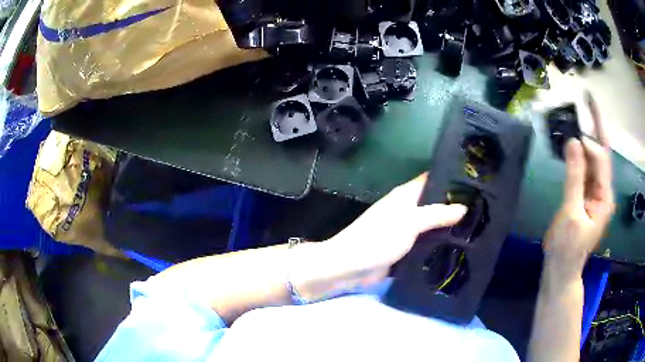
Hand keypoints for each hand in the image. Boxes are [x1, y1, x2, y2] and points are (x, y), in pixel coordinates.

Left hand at [326, 173, 466, 282]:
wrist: (350, 267)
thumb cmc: (377, 239)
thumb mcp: (410, 222)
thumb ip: (437, 214)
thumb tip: (464, 207)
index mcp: (406, 195)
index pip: (433, 179)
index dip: (453, 179)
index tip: (477, 183)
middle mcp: (408, 209)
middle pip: (436, 204)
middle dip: (456, 207)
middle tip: (484, 210)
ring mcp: (408, 230)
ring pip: (434, 226)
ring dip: (450, 228)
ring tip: (479, 229)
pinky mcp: (407, 249)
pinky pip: (428, 244)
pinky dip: (441, 245)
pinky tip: (462, 248)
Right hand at [544, 96, 614, 277]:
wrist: (561, 268)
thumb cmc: (567, 247)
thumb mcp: (570, 214)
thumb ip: (574, 178)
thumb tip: (573, 143)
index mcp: (604, 197)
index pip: (601, 160)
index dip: (590, 143)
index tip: (574, 133)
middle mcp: (603, 191)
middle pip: (601, 153)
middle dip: (596, 126)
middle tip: (589, 99)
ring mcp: (594, 192)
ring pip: (592, 159)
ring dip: (586, 137)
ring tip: (578, 114)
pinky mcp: (585, 194)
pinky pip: (584, 168)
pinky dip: (578, 153)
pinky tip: (572, 143)